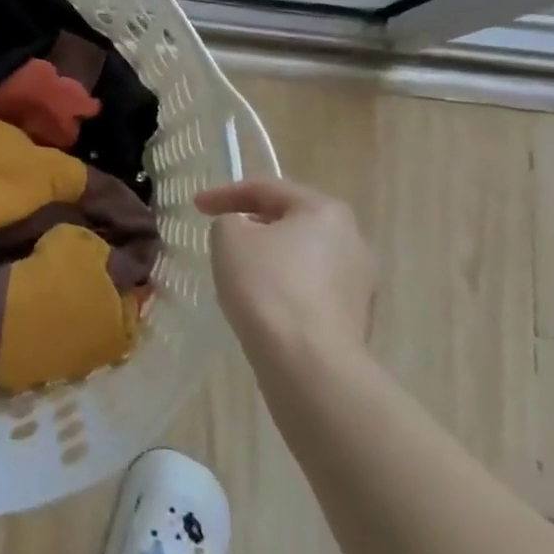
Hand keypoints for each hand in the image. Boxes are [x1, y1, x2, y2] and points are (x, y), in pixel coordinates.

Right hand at [194, 178, 376, 361]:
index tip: (195, 206)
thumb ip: (229, 220)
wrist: (309, 365)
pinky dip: (283, 286)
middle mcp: (351, 239)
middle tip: (221, 231)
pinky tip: (261, 301)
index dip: (224, 193)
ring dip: (269, 256)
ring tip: (237, 268)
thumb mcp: (229, 237)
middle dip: (253, 223)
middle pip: (290, 220)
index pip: (266, 188)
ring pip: (301, 256)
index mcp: (324, 210)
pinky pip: (309, 288)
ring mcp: (358, 281)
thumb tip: (241, 230)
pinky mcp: (354, 317)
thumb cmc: (267, 287)